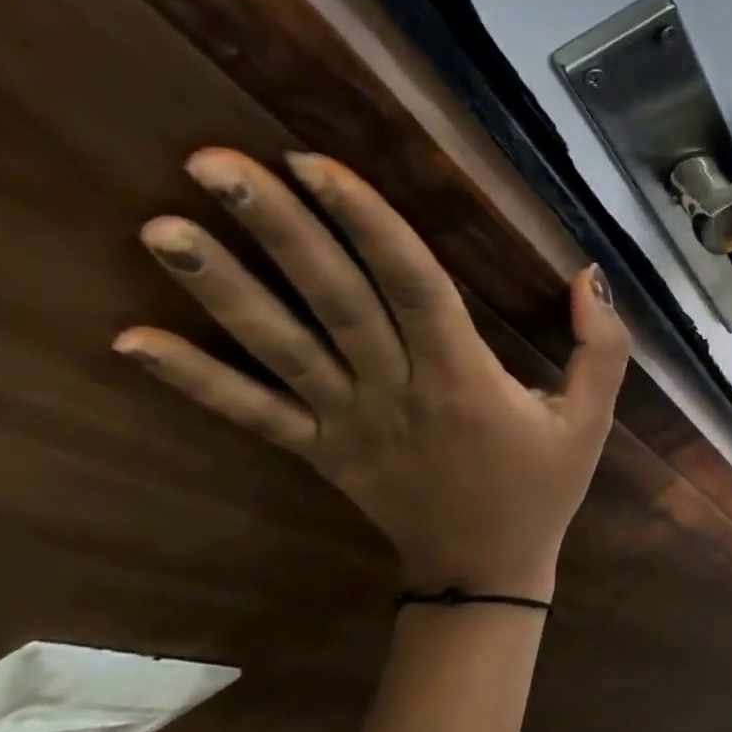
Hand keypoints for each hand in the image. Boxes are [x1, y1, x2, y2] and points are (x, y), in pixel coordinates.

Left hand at [114, 149, 628, 597]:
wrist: (486, 569)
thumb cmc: (543, 486)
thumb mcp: (592, 419)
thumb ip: (601, 349)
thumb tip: (588, 277)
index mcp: (464, 380)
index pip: (414, 287)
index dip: (368, 224)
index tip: (316, 165)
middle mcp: (397, 392)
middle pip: (336, 301)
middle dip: (280, 230)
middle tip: (214, 162)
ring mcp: (349, 424)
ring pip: (283, 349)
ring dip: (224, 289)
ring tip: (163, 226)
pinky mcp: (321, 452)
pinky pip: (254, 415)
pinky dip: (195, 380)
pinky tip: (130, 341)